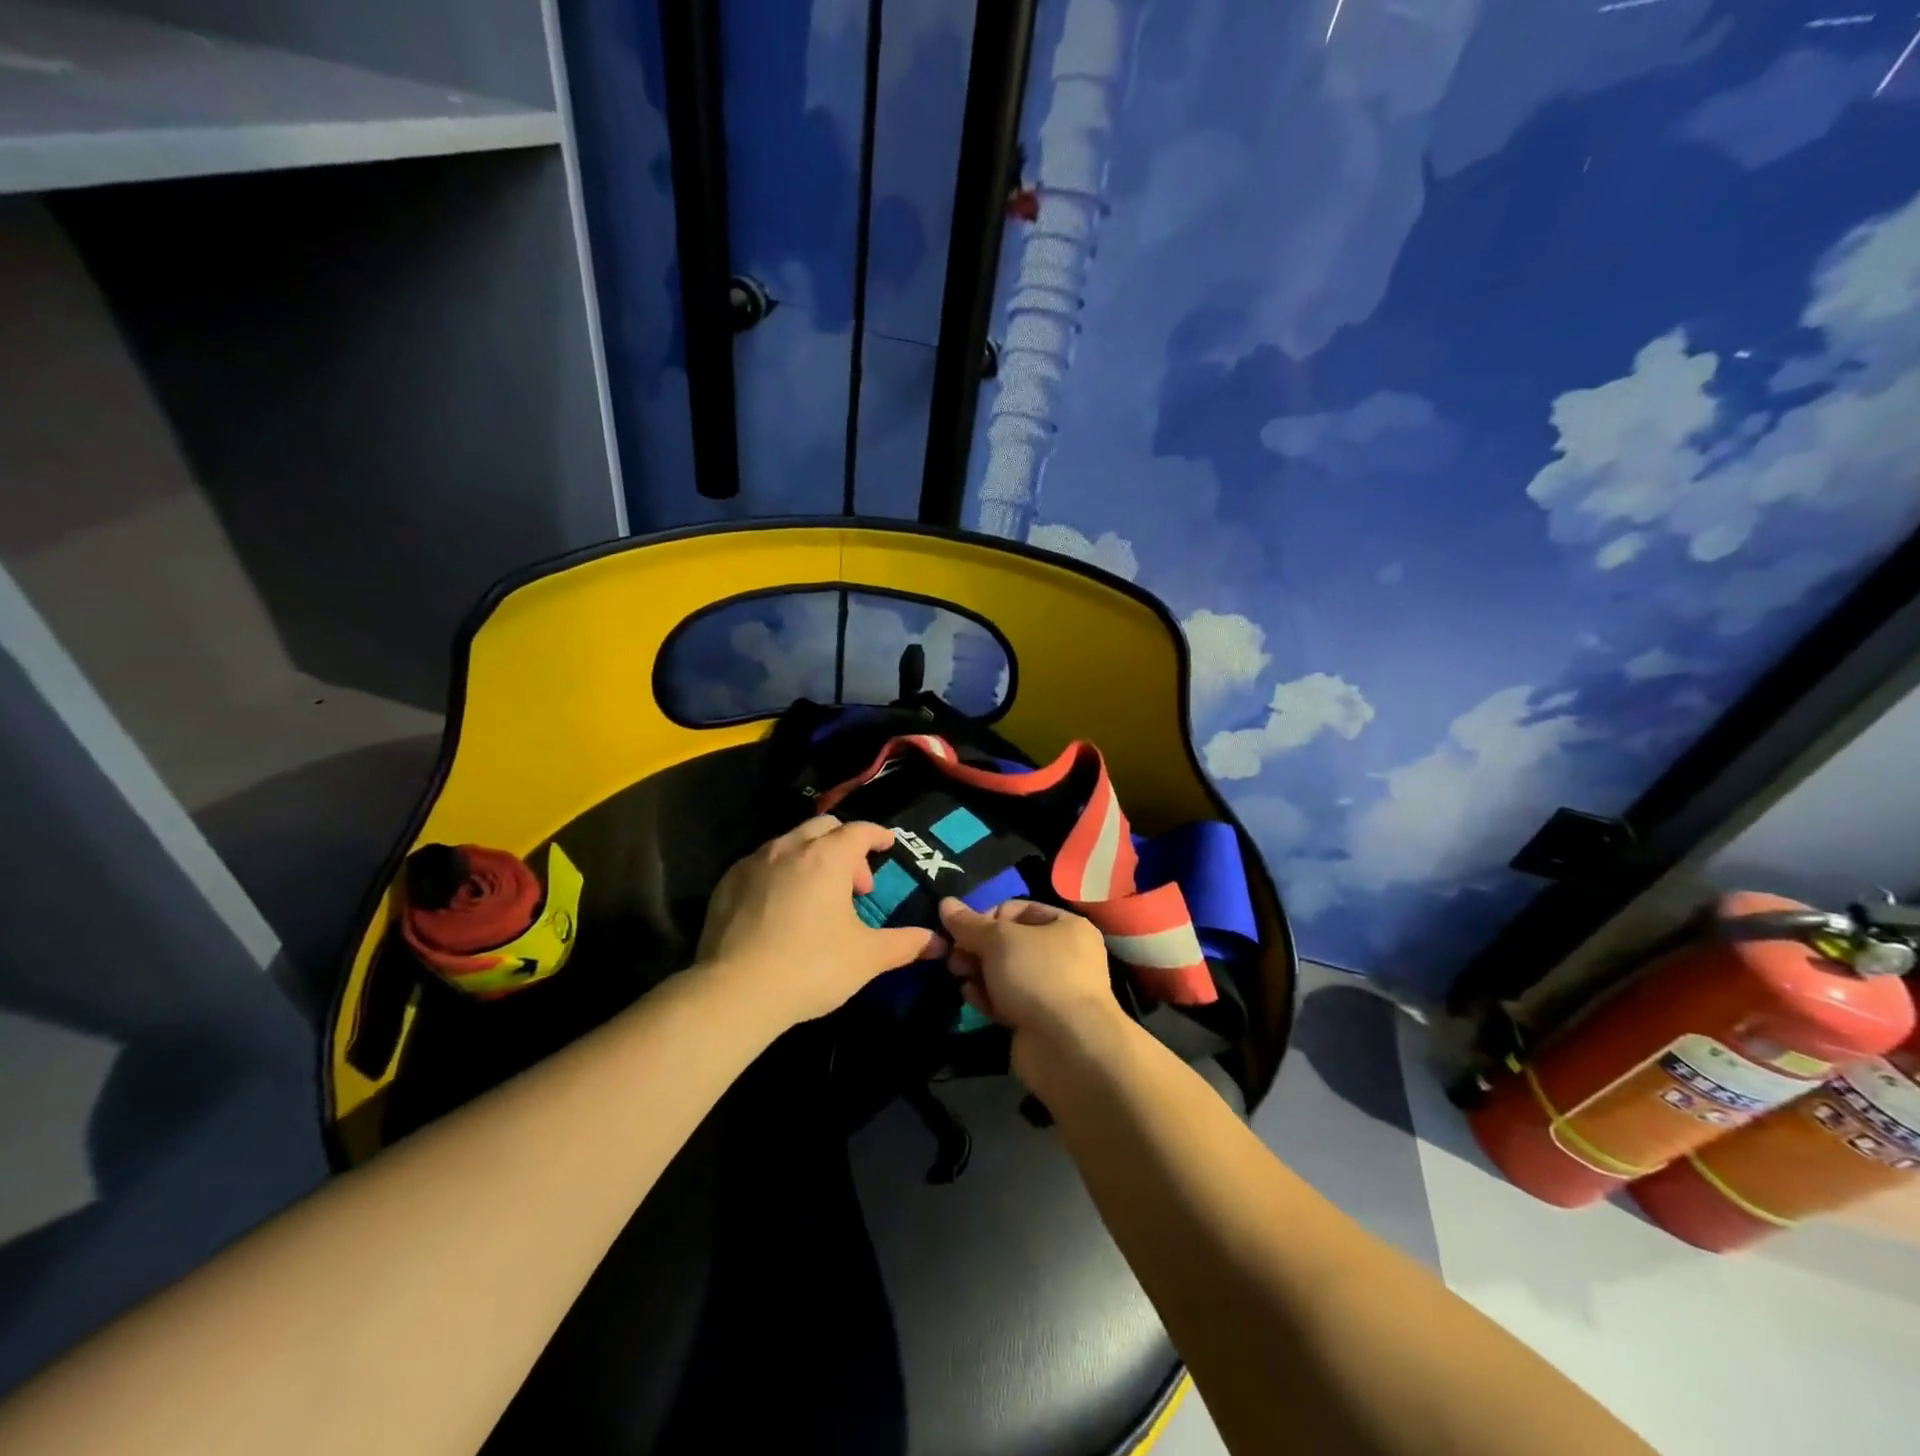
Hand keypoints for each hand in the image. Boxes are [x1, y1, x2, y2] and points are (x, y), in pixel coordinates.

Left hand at [697, 817, 945, 1030]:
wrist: (735, 993)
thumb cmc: (811, 967)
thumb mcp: (867, 957)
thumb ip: (905, 944)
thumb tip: (938, 942)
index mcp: (827, 857)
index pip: (860, 830)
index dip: (878, 835)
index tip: (888, 844)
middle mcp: (790, 848)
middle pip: (824, 828)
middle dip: (845, 846)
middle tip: (855, 885)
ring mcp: (753, 863)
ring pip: (790, 842)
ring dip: (811, 857)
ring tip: (818, 895)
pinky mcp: (726, 883)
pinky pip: (761, 863)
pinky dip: (780, 872)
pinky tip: (781, 906)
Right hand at [938, 898, 1127, 1083]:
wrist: (1068, 1048)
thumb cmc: (1038, 976)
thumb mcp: (999, 940)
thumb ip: (969, 923)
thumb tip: (945, 903)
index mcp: (1066, 926)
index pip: (1018, 909)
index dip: (987, 916)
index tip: (963, 931)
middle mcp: (1064, 955)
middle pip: (1009, 943)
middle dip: (977, 948)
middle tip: (954, 957)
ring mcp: (1052, 990)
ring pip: (1005, 973)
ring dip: (979, 972)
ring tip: (958, 976)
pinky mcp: (1038, 1020)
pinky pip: (1008, 1000)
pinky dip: (988, 997)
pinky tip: (971, 997)